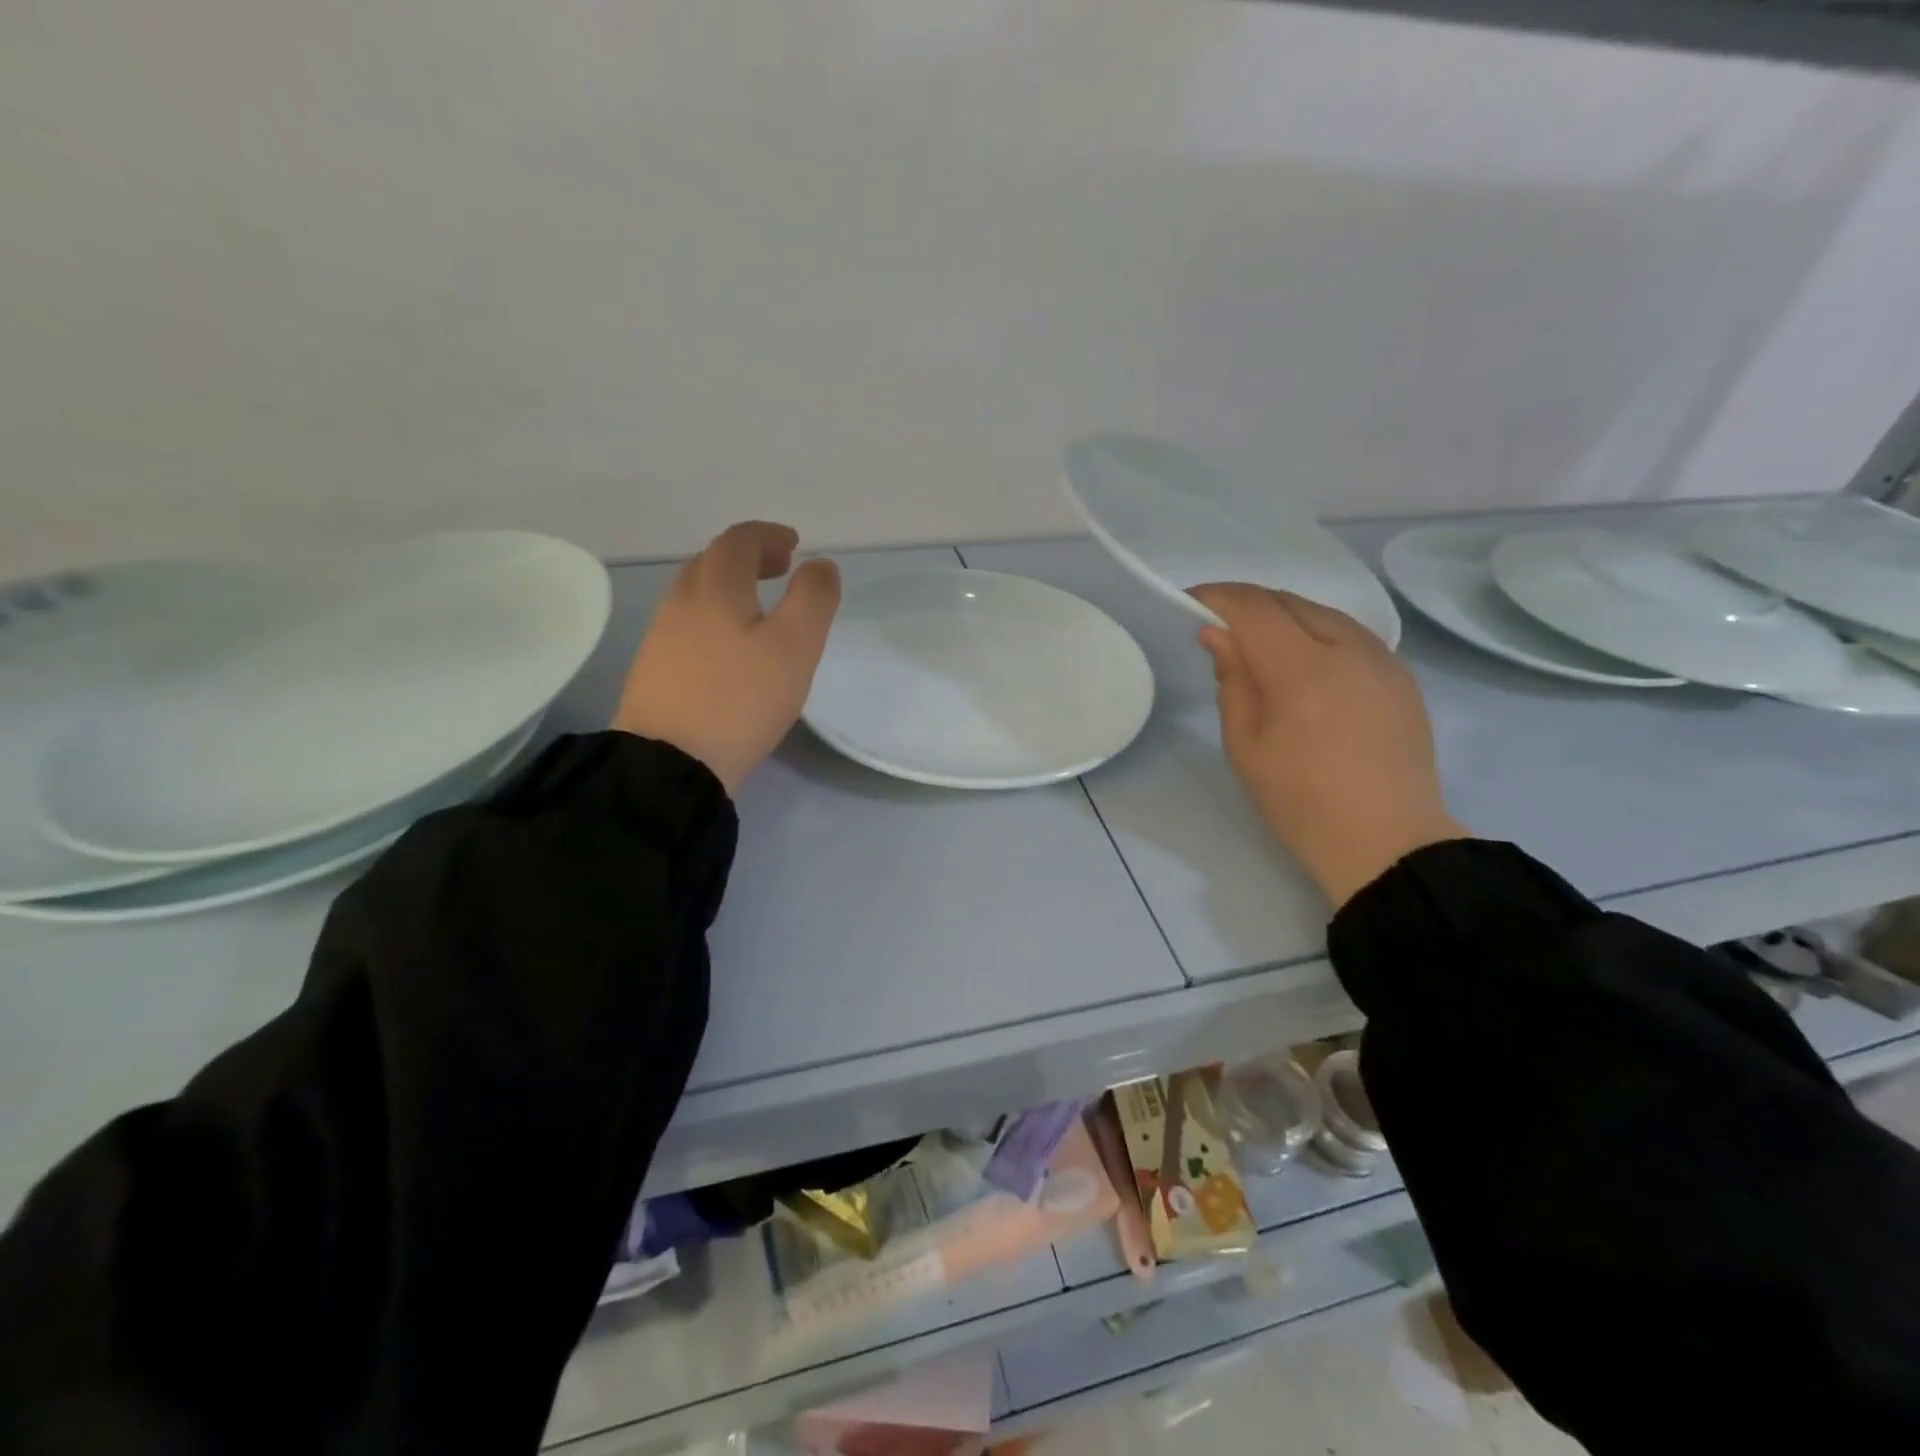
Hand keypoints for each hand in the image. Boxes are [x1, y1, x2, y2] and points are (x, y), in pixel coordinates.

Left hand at [612, 522, 840, 794]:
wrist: (669, 762)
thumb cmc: (740, 699)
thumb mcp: (795, 647)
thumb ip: (813, 599)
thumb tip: (820, 566)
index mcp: (715, 588)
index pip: (739, 541)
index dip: (769, 536)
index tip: (794, 546)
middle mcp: (681, 602)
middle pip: (712, 562)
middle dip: (748, 557)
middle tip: (780, 571)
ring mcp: (661, 636)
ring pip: (696, 594)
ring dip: (729, 587)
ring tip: (758, 608)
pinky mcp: (654, 669)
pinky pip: (687, 624)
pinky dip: (714, 616)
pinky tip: (729, 648)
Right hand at [1191, 584, 1465, 908]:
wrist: (1387, 842)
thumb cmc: (1300, 802)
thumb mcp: (1246, 746)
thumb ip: (1232, 681)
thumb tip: (1217, 634)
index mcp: (1302, 670)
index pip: (1253, 607)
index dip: (1218, 597)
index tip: (1191, 602)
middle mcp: (1348, 649)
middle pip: (1290, 602)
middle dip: (1249, 605)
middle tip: (1219, 629)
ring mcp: (1383, 659)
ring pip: (1324, 613)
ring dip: (1285, 617)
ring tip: (1259, 646)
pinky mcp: (1402, 676)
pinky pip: (1351, 635)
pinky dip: (1317, 634)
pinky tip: (1305, 665)